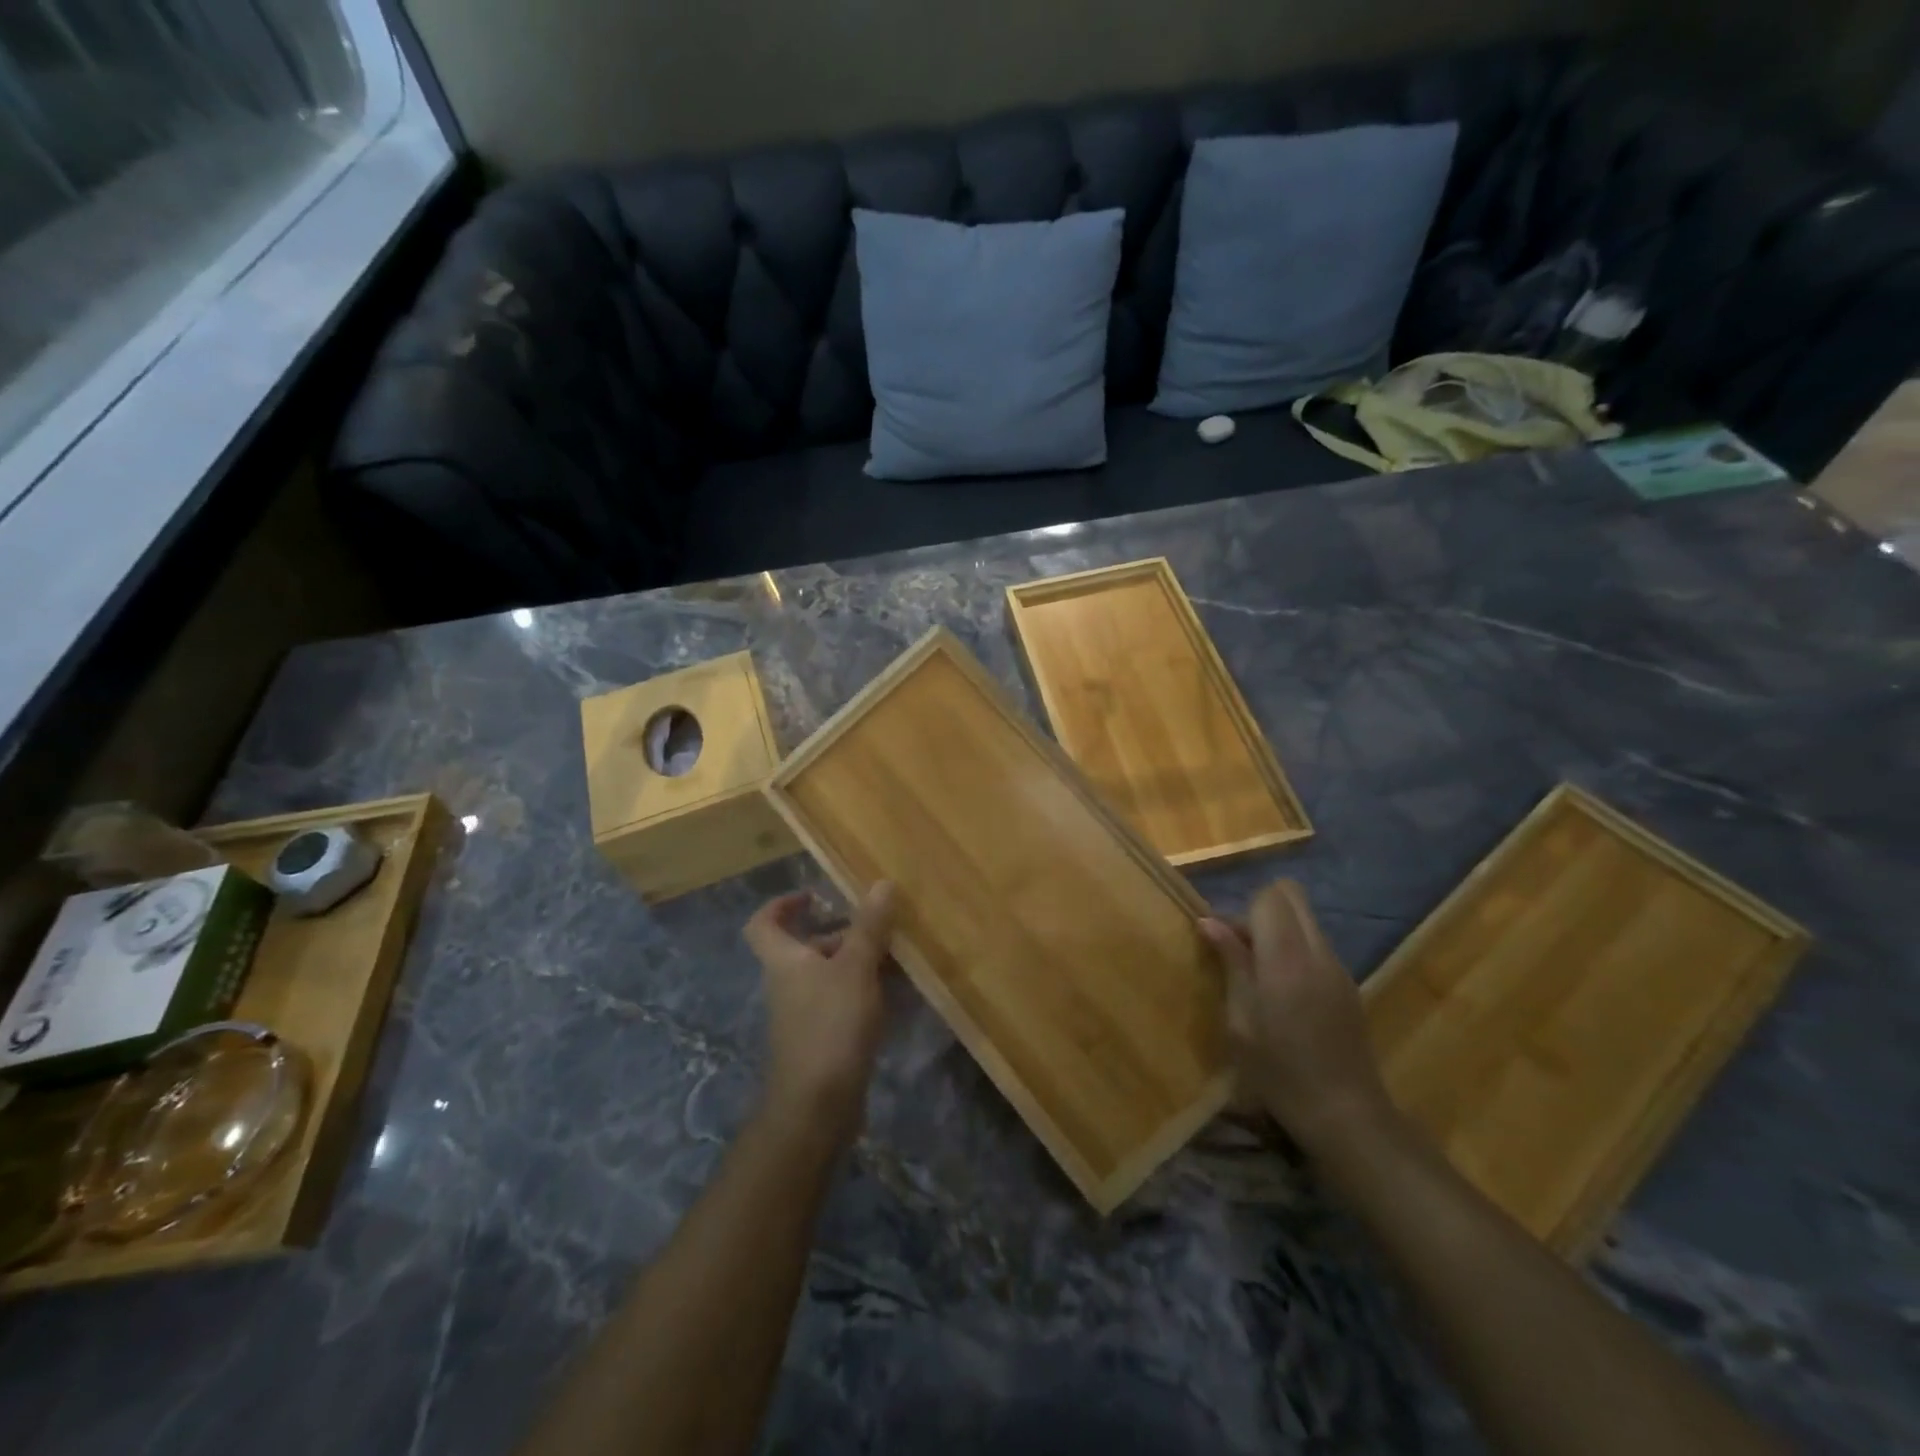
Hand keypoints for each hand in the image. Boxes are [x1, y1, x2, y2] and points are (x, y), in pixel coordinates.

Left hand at [743, 881, 898, 1143]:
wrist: (817, 1106)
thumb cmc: (831, 1026)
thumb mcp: (855, 969)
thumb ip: (868, 927)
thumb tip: (881, 882)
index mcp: (784, 961)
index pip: (763, 923)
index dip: (782, 905)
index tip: (814, 896)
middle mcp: (787, 984)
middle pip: (805, 948)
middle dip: (840, 933)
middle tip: (876, 925)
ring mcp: (803, 1015)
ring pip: (827, 976)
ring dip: (857, 962)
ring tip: (896, 956)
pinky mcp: (822, 1040)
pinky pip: (841, 1002)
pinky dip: (863, 992)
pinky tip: (895, 993)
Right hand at [1200, 881, 1396, 1155]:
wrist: (1345, 1114)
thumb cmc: (1279, 1073)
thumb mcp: (1241, 1022)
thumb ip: (1231, 964)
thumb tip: (1209, 922)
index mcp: (1286, 960)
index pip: (1267, 898)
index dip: (1240, 912)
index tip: (1221, 942)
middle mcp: (1317, 952)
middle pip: (1291, 895)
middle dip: (1261, 909)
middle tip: (1241, 947)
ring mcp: (1338, 967)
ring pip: (1305, 918)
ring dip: (1278, 929)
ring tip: (1258, 971)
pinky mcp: (1348, 983)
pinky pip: (1317, 943)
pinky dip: (1295, 948)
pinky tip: (1284, 991)